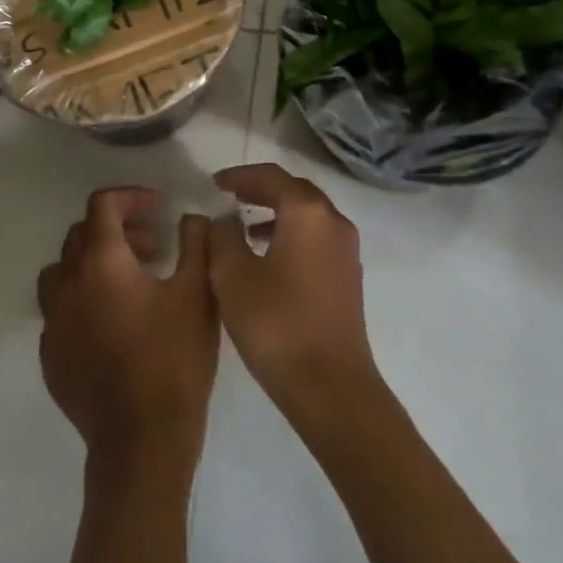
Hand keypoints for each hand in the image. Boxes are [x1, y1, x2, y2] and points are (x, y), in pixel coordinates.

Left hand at [37, 187, 218, 480]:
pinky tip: (113, 324)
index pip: (102, 205)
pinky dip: (83, 300)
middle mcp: (67, 284)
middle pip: (81, 234)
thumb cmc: (173, 360)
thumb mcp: (198, 292)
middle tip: (153, 246)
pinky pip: (60, 311)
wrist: (141, 442)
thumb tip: (192, 218)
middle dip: (118, 229)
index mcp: (101, 262)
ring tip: (128, 280)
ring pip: (63, 272)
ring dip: (93, 263)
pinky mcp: (51, 356)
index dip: (131, 196)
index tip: (159, 207)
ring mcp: (54, 323)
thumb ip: (196, 243)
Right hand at [208, 164, 380, 427]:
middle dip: (261, 189)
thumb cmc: (277, 325)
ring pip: (308, 214)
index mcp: (307, 212)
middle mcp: (333, 221)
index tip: (214, 183)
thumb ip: (223, 236)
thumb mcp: (232, 276)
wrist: (331, 387)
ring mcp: (346, 250)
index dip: (240, 175)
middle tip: (230, 196)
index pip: (271, 176)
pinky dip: (290, 233)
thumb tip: (227, 219)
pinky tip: (267, 258)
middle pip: (294, 190)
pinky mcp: (348, 277)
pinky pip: (316, 237)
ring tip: (243, 226)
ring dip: (276, 212)